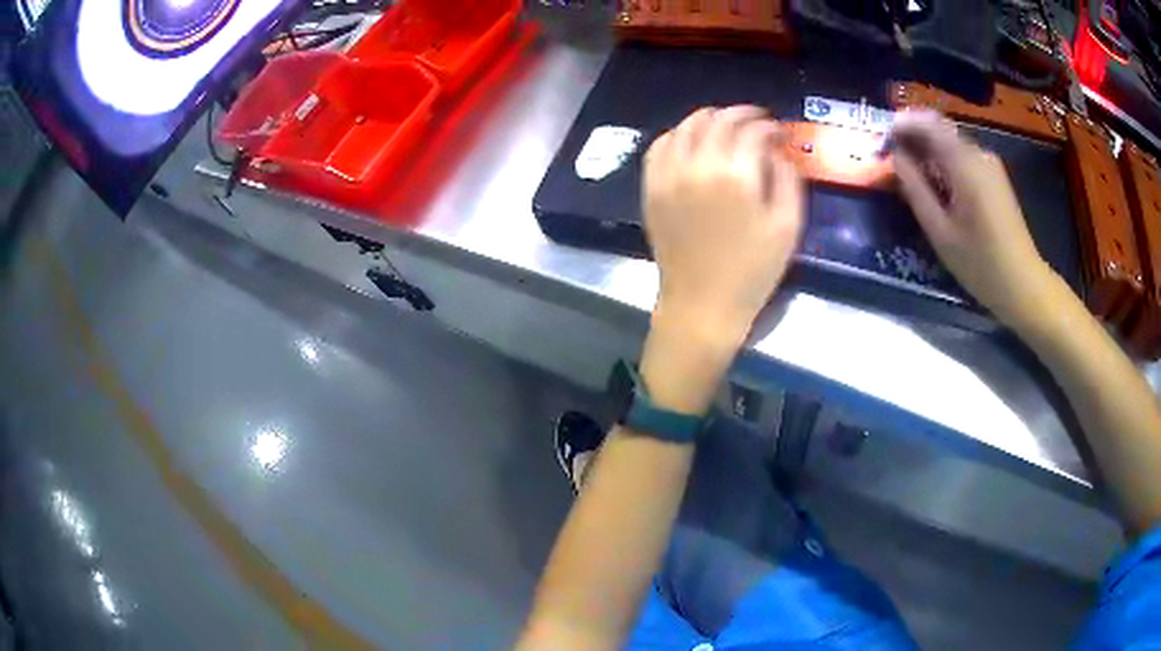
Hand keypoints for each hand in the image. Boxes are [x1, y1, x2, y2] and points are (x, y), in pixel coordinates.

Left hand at [643, 106, 804, 345]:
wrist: (702, 304)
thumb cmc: (753, 271)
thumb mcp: (788, 226)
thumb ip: (788, 178)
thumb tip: (779, 150)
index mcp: (737, 176)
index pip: (753, 130)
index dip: (770, 126)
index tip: (780, 132)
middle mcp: (698, 166)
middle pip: (718, 120)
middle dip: (742, 114)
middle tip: (757, 121)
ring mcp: (669, 176)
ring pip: (686, 127)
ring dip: (709, 118)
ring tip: (726, 124)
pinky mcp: (652, 188)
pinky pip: (660, 147)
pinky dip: (677, 135)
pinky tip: (691, 141)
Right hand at [889, 111, 1055, 326]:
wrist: (1023, 285)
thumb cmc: (980, 263)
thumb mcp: (940, 231)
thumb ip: (915, 188)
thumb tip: (895, 157)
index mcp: (965, 164)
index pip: (928, 124)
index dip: (902, 125)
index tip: (883, 140)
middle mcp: (978, 154)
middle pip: (940, 130)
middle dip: (913, 137)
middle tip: (893, 157)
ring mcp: (989, 164)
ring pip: (951, 143)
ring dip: (928, 149)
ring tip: (910, 171)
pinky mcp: (995, 177)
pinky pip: (962, 156)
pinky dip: (944, 160)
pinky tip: (936, 182)